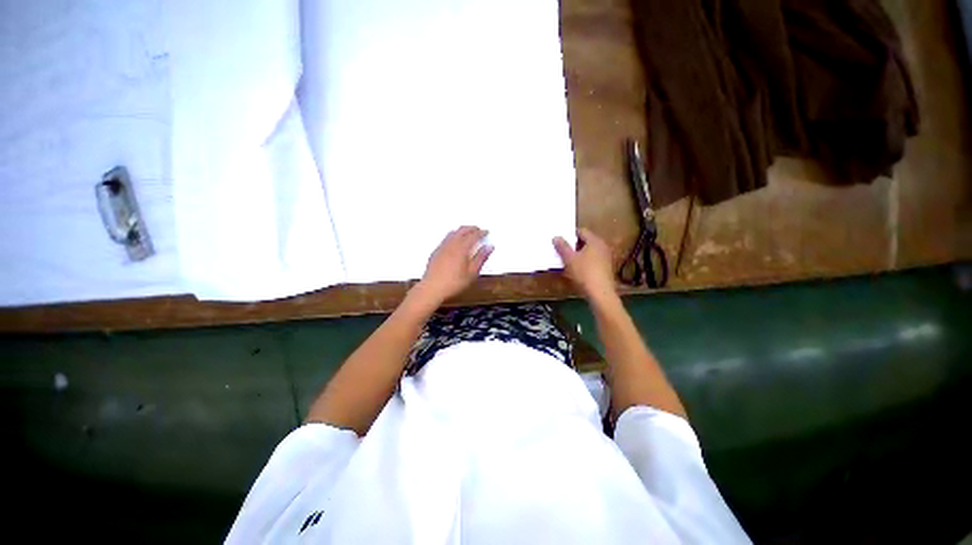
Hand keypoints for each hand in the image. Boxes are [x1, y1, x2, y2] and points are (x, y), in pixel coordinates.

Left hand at [416, 226, 492, 304]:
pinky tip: (454, 243)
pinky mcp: (435, 252)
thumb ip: (481, 258)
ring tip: (467, 233)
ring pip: (452, 233)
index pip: (473, 235)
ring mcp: (442, 247)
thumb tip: (489, 246)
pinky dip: (453, 236)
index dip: (481, 232)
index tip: (487, 232)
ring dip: (461, 231)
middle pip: (462, 230)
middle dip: (471, 228)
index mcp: (461, 248)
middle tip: (478, 229)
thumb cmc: (454, 282)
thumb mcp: (472, 273)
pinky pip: (445, 239)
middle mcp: (451, 244)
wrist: (432, 288)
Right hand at [553, 228, 616, 300]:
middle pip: (585, 241)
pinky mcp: (605, 268)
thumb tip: (556, 237)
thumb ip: (562, 247)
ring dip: (578, 254)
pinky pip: (592, 260)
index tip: (560, 239)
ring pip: (589, 251)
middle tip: (560, 248)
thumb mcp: (569, 259)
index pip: (581, 231)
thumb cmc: (584, 273)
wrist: (600, 293)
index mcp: (595, 241)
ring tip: (566, 259)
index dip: (570, 234)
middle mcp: (602, 246)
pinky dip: (584, 261)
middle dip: (573, 244)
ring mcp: (605, 258)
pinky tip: (575, 269)